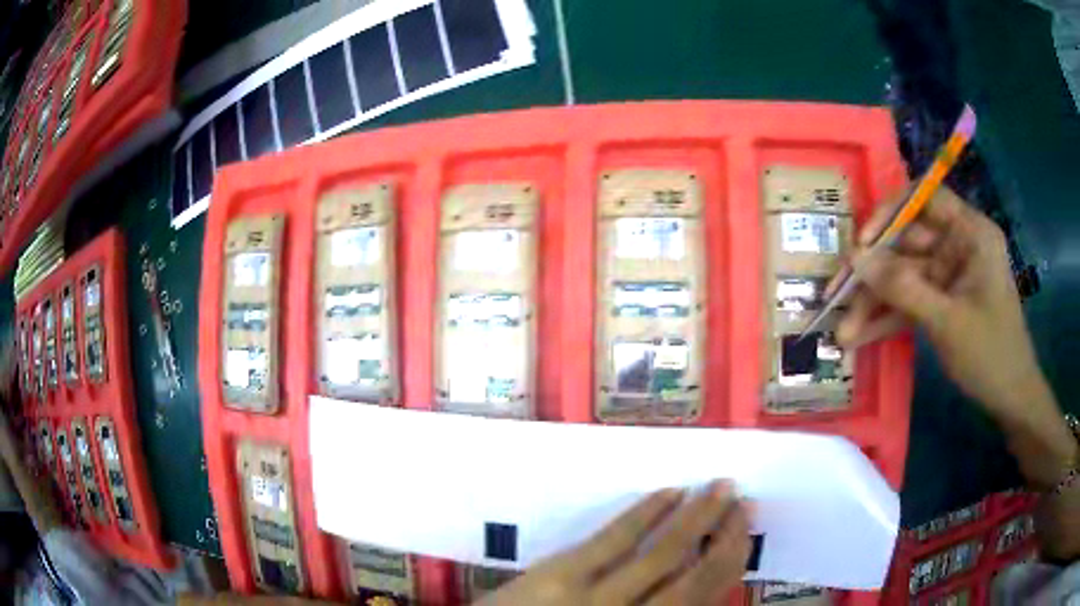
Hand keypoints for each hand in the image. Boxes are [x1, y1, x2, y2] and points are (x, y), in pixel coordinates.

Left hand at [478, 482, 751, 605]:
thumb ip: (653, 605)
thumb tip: (694, 581)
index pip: (702, 598)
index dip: (730, 566)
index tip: (743, 536)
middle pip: (695, 578)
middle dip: (725, 540)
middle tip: (744, 504)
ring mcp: (596, 597)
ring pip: (662, 554)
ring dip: (697, 518)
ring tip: (722, 488)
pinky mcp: (563, 573)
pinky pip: (615, 540)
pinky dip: (647, 514)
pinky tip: (671, 492)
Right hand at [837, 187, 1043, 421]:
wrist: (1010, 399)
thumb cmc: (991, 354)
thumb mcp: (947, 321)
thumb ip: (903, 287)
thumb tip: (856, 259)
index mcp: (970, 233)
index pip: (924, 198)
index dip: (891, 213)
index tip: (864, 242)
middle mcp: (957, 246)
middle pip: (906, 244)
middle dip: (873, 274)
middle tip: (836, 297)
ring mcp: (948, 275)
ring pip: (903, 277)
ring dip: (874, 303)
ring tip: (843, 332)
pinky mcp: (942, 301)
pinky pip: (910, 301)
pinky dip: (888, 318)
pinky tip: (860, 336)